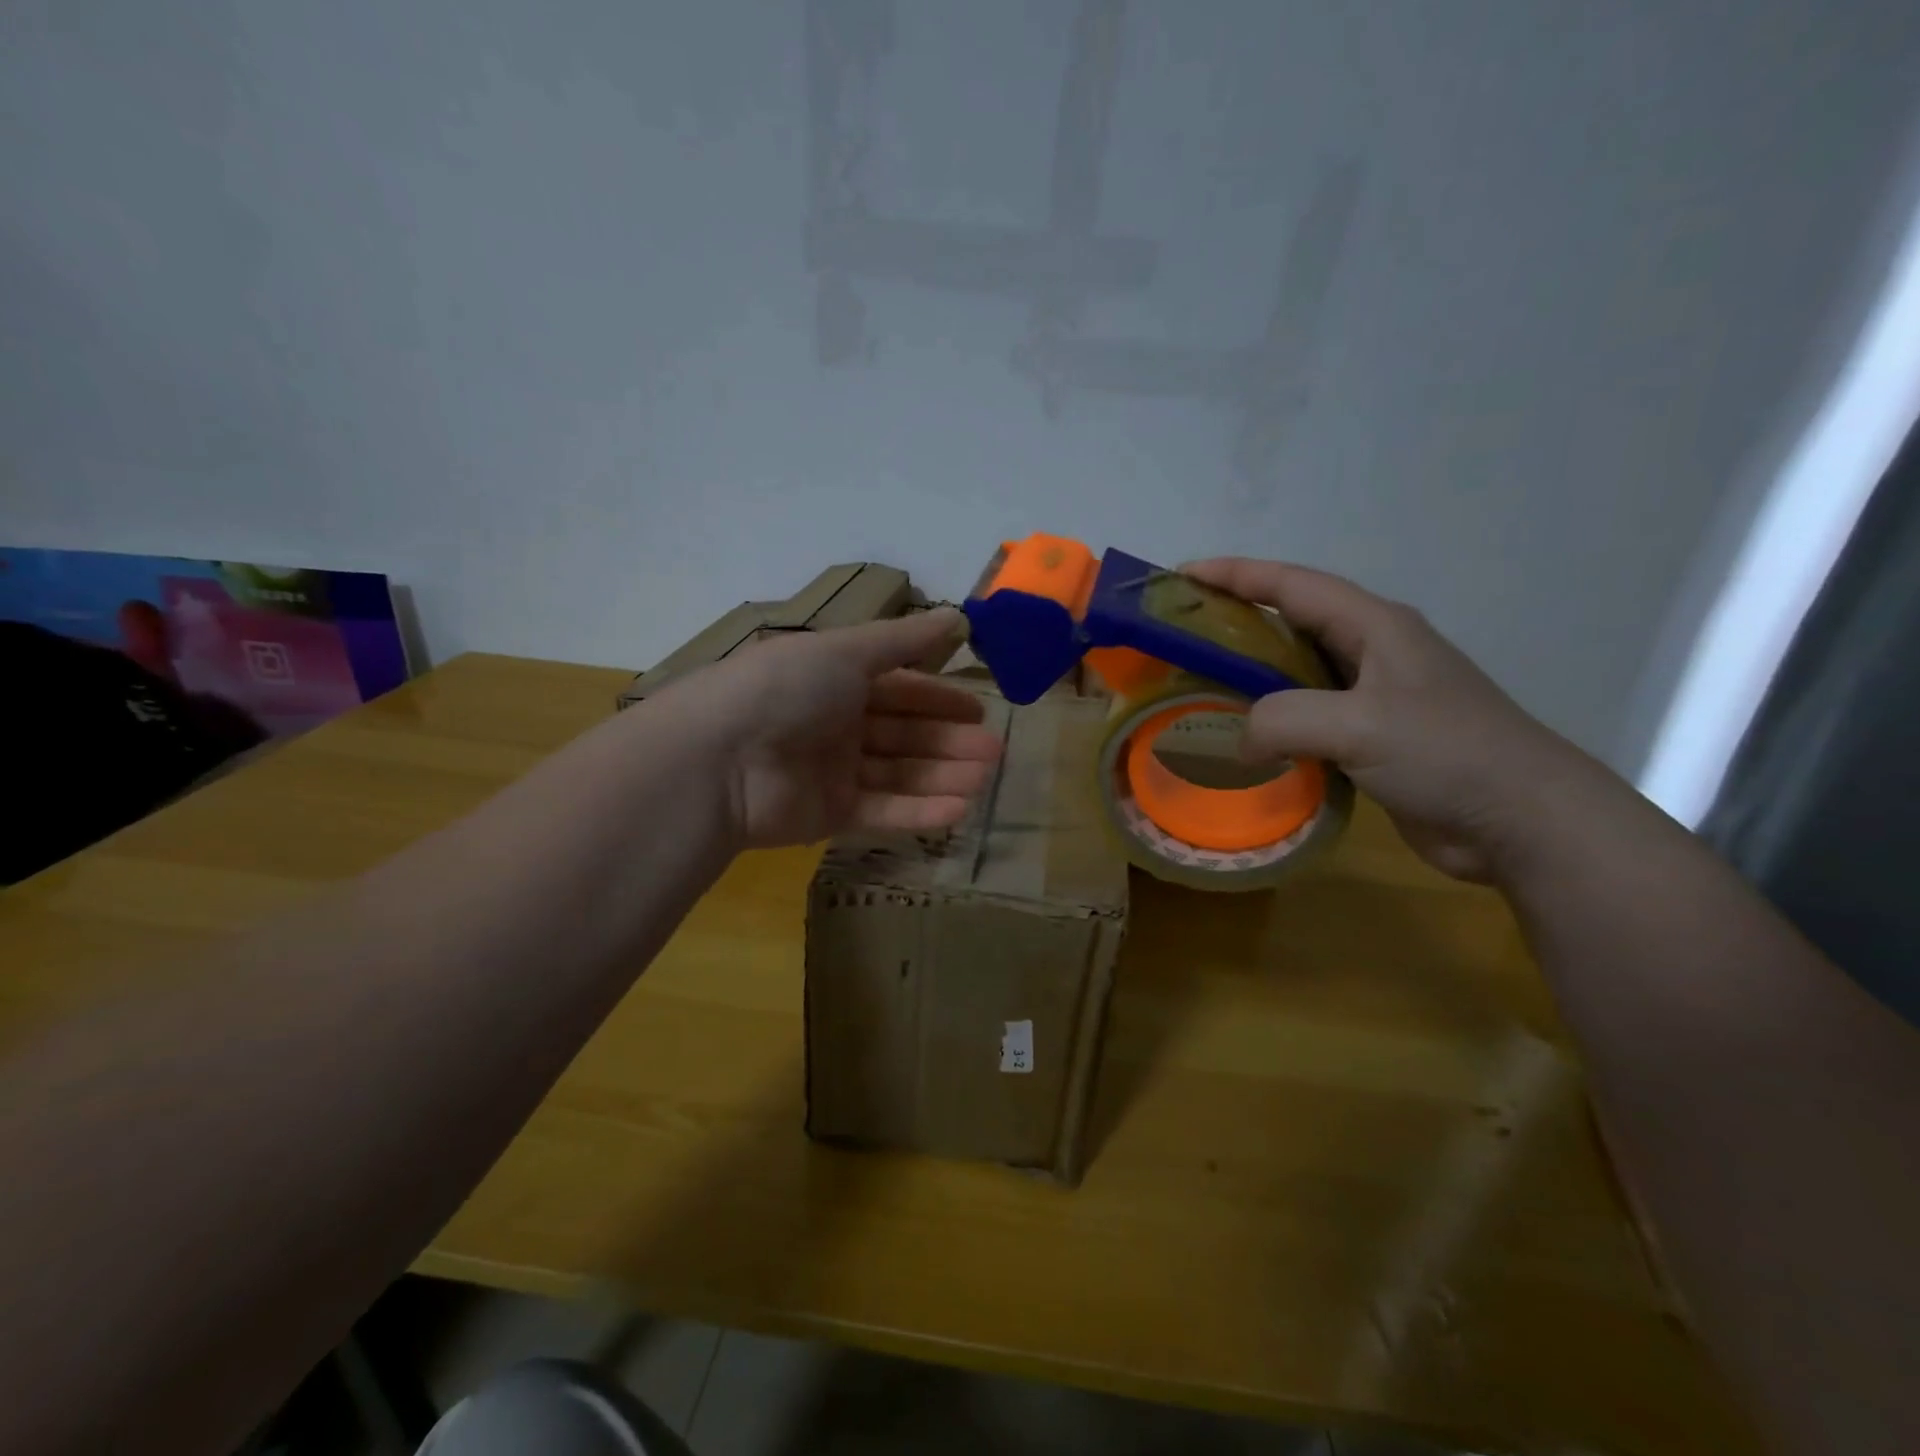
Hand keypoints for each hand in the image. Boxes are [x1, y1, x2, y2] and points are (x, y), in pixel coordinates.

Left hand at [668, 607, 1001, 851]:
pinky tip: (959, 810)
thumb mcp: (846, 650)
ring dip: (942, 776)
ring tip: (985, 780)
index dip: (938, 697)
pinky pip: (881, 811)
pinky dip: (919, 811)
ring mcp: (831, 771)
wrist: (719, 759)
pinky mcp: (828, 815)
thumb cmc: (786, 688)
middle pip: (903, 733)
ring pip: (898, 773)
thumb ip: (903, 639)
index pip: (897, 687)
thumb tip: (958, 614)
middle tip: (993, 752)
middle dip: (949, 741)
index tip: (979, 709)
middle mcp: (834, 723)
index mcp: (834, 679)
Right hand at [1185, 558, 1599, 883]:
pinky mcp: (1374, 739)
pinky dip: (1273, 722)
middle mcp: (1373, 652)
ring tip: (1201, 688)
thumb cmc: (1447, 753)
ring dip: (1252, 677)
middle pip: (1292, 622)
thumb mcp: (1358, 726)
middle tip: (1183, 638)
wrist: (1522, 820)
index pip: (1292, 585)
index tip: (1182, 576)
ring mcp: (1375, 697)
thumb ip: (1282, 720)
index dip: (1235, 575)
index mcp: (1374, 626)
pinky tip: (1246, 740)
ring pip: (1298, 673)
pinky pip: (1309, 718)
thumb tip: (1238, 742)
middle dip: (1236, 623)